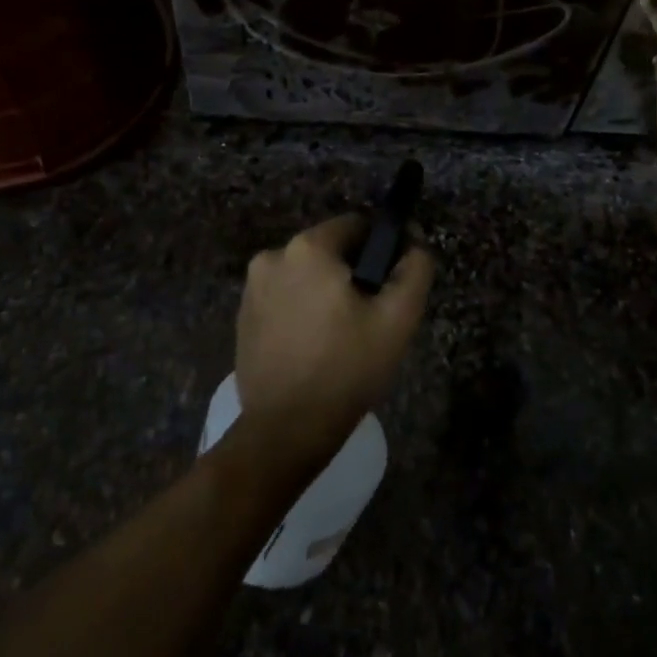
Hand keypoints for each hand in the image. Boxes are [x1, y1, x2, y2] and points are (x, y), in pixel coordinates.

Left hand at [234, 216, 433, 473]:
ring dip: (325, 292)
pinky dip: (301, 311)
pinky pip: (284, 298)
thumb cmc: (346, 369)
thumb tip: (414, 242)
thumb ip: (414, 270)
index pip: (356, 226)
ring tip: (342, 336)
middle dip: (352, 274)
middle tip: (369, 317)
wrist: (286, 430)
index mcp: (308, 248)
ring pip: (306, 275)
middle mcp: (273, 256)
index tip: (389, 284)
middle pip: (329, 250)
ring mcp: (252, 288)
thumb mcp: (397, 319)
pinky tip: (314, 347)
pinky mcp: (243, 317)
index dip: (380, 249)